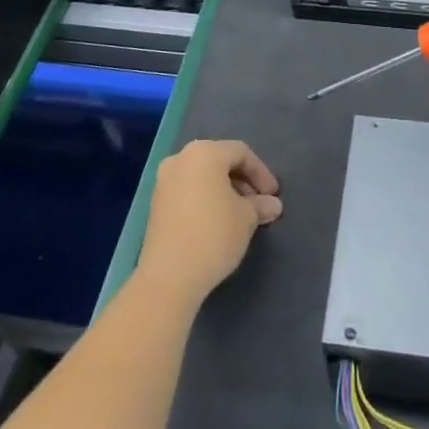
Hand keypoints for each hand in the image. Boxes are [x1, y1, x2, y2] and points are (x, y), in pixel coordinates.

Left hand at [136, 140, 282, 305]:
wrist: (169, 276)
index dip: (261, 172)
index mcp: (204, 153)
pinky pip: (188, 190)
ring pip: (202, 176)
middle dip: (243, 180)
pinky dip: (206, 199)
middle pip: (219, 160)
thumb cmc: (214, 235)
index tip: (273, 196)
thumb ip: (260, 205)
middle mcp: (180, 159)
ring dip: (224, 190)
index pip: (241, 153)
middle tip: (258, 204)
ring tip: (241, 215)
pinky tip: (217, 221)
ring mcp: (164, 181)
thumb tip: (272, 205)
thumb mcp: (246, 218)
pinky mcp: (156, 203)